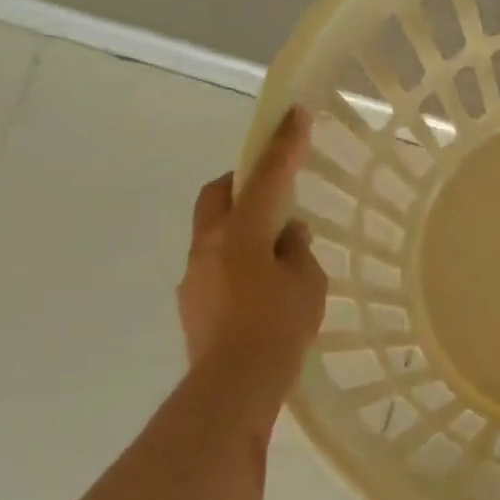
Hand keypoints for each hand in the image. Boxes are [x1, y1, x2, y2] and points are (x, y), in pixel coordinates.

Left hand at [178, 106, 327, 398]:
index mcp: (243, 232)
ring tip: (275, 252)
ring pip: (215, 230)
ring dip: (241, 226)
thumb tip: (286, 235)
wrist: (233, 385)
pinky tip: (259, 287)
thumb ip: (297, 251)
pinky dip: (237, 259)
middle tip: (272, 190)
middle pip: (219, 193)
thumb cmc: (279, 328)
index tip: (295, 113)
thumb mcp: (307, 284)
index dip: (284, 143)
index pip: (267, 176)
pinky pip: (215, 262)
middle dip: (243, 181)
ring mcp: (196, 272)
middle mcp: (211, 244)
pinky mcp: (192, 300)